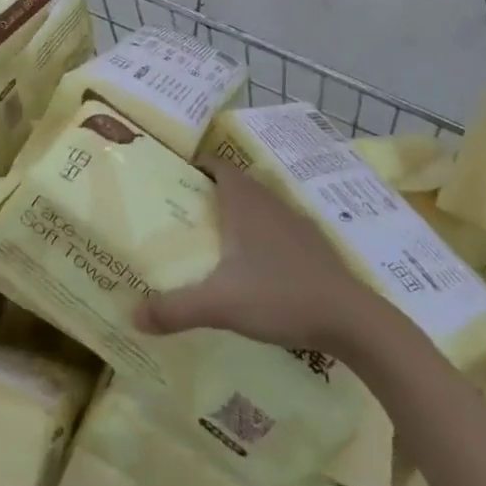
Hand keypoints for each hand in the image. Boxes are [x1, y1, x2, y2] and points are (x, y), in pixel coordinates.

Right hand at [136, 162, 403, 356]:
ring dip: (237, 214)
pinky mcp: (314, 247)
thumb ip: (175, 309)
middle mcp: (270, 204)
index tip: (173, 179)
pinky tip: (253, 267)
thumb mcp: (220, 305)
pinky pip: (277, 229)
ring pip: (259, 207)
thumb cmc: (280, 296)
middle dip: (210, 193)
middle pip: (235, 184)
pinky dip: (260, 237)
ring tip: (212, 239)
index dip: (196, 166)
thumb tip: (132, 315)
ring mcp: (296, 224)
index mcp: (245, 203)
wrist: (353, 321)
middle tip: (183, 213)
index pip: (218, 165)